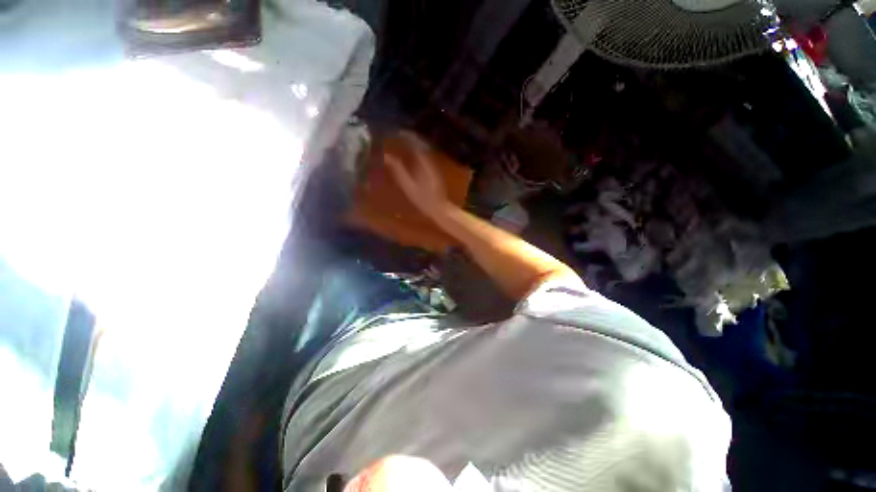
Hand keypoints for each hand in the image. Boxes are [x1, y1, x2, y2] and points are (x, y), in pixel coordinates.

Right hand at [384, 132, 450, 219]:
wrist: (439, 208)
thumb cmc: (423, 199)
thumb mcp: (408, 186)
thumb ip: (398, 171)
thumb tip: (386, 156)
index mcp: (423, 162)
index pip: (414, 143)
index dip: (404, 135)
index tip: (394, 131)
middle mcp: (429, 160)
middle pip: (419, 144)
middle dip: (408, 137)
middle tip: (396, 134)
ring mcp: (432, 165)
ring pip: (422, 149)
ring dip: (412, 143)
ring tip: (401, 140)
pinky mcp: (433, 170)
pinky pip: (424, 156)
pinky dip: (416, 151)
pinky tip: (410, 154)